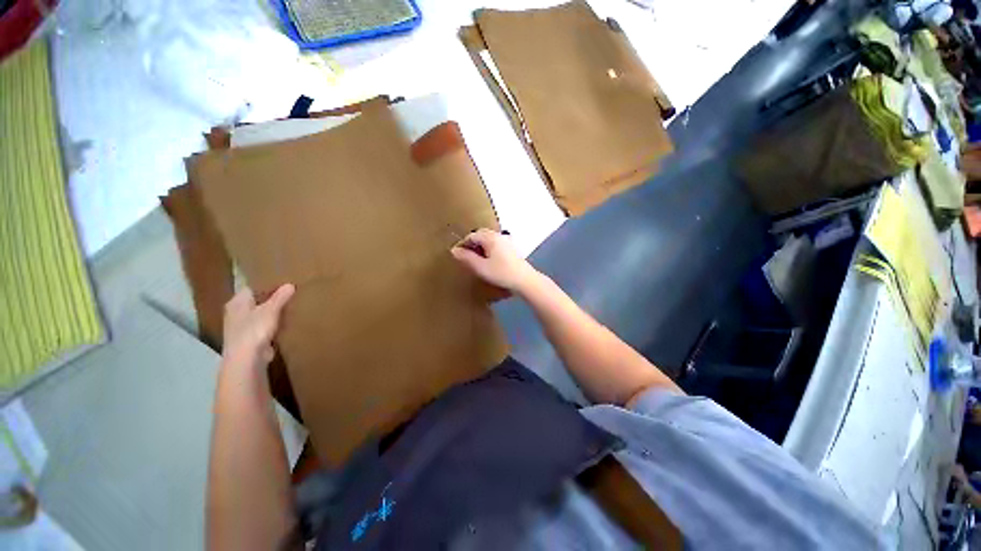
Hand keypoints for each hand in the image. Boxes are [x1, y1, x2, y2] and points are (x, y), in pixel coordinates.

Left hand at [222, 284, 294, 369]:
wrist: (246, 360)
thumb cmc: (254, 330)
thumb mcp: (270, 310)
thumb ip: (280, 297)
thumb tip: (290, 284)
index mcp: (237, 302)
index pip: (251, 287)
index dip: (266, 283)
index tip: (283, 281)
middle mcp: (236, 312)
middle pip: (256, 301)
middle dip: (271, 298)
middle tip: (290, 292)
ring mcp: (242, 327)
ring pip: (260, 314)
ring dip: (273, 312)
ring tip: (290, 305)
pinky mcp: (250, 338)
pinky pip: (264, 326)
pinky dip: (273, 323)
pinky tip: (285, 322)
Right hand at [451, 229, 539, 293]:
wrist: (525, 280)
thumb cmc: (501, 273)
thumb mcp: (481, 267)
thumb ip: (467, 258)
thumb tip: (454, 250)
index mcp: (491, 237)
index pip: (472, 236)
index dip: (463, 244)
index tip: (457, 255)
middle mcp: (499, 236)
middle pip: (481, 235)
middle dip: (472, 245)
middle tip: (465, 257)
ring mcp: (507, 241)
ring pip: (489, 240)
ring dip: (481, 247)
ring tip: (476, 260)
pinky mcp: (512, 249)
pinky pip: (496, 245)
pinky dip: (489, 250)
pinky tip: (489, 261)